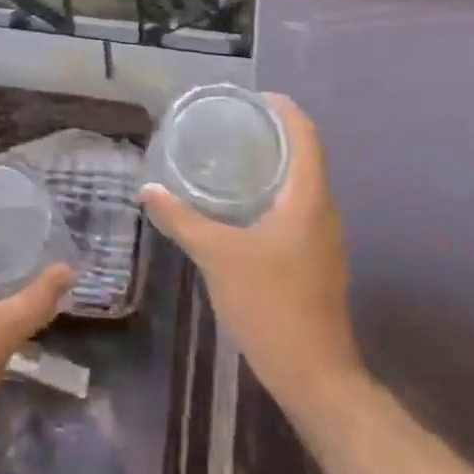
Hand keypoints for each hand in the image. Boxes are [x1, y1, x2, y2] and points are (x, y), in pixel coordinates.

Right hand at [142, 94, 364, 414]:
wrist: (314, 375)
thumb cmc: (270, 304)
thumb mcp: (217, 256)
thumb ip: (182, 220)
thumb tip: (149, 191)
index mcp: (308, 197)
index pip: (305, 133)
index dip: (282, 108)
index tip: (249, 98)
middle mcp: (323, 209)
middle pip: (305, 153)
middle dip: (271, 133)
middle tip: (230, 125)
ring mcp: (324, 236)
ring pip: (302, 182)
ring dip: (273, 164)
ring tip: (232, 158)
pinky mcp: (318, 258)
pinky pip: (298, 207)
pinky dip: (274, 192)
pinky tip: (242, 206)